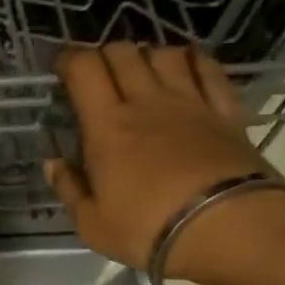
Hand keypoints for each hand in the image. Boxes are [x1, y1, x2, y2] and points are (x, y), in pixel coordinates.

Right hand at [46, 43, 284, 284]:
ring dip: (147, 54)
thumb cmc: (150, 228)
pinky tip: (188, 63)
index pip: (84, 69)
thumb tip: (53, 163)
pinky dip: (194, 60)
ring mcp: (191, 103)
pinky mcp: (227, 113)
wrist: (231, 231)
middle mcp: (147, 102)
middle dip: (103, 54)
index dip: (68, 59)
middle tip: (96, 74)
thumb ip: (69, 188)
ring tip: (140, 70)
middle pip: (123, 53)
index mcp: (107, 125)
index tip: (60, 67)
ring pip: (165, 54)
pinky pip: (210, 70)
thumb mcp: (92, 223)